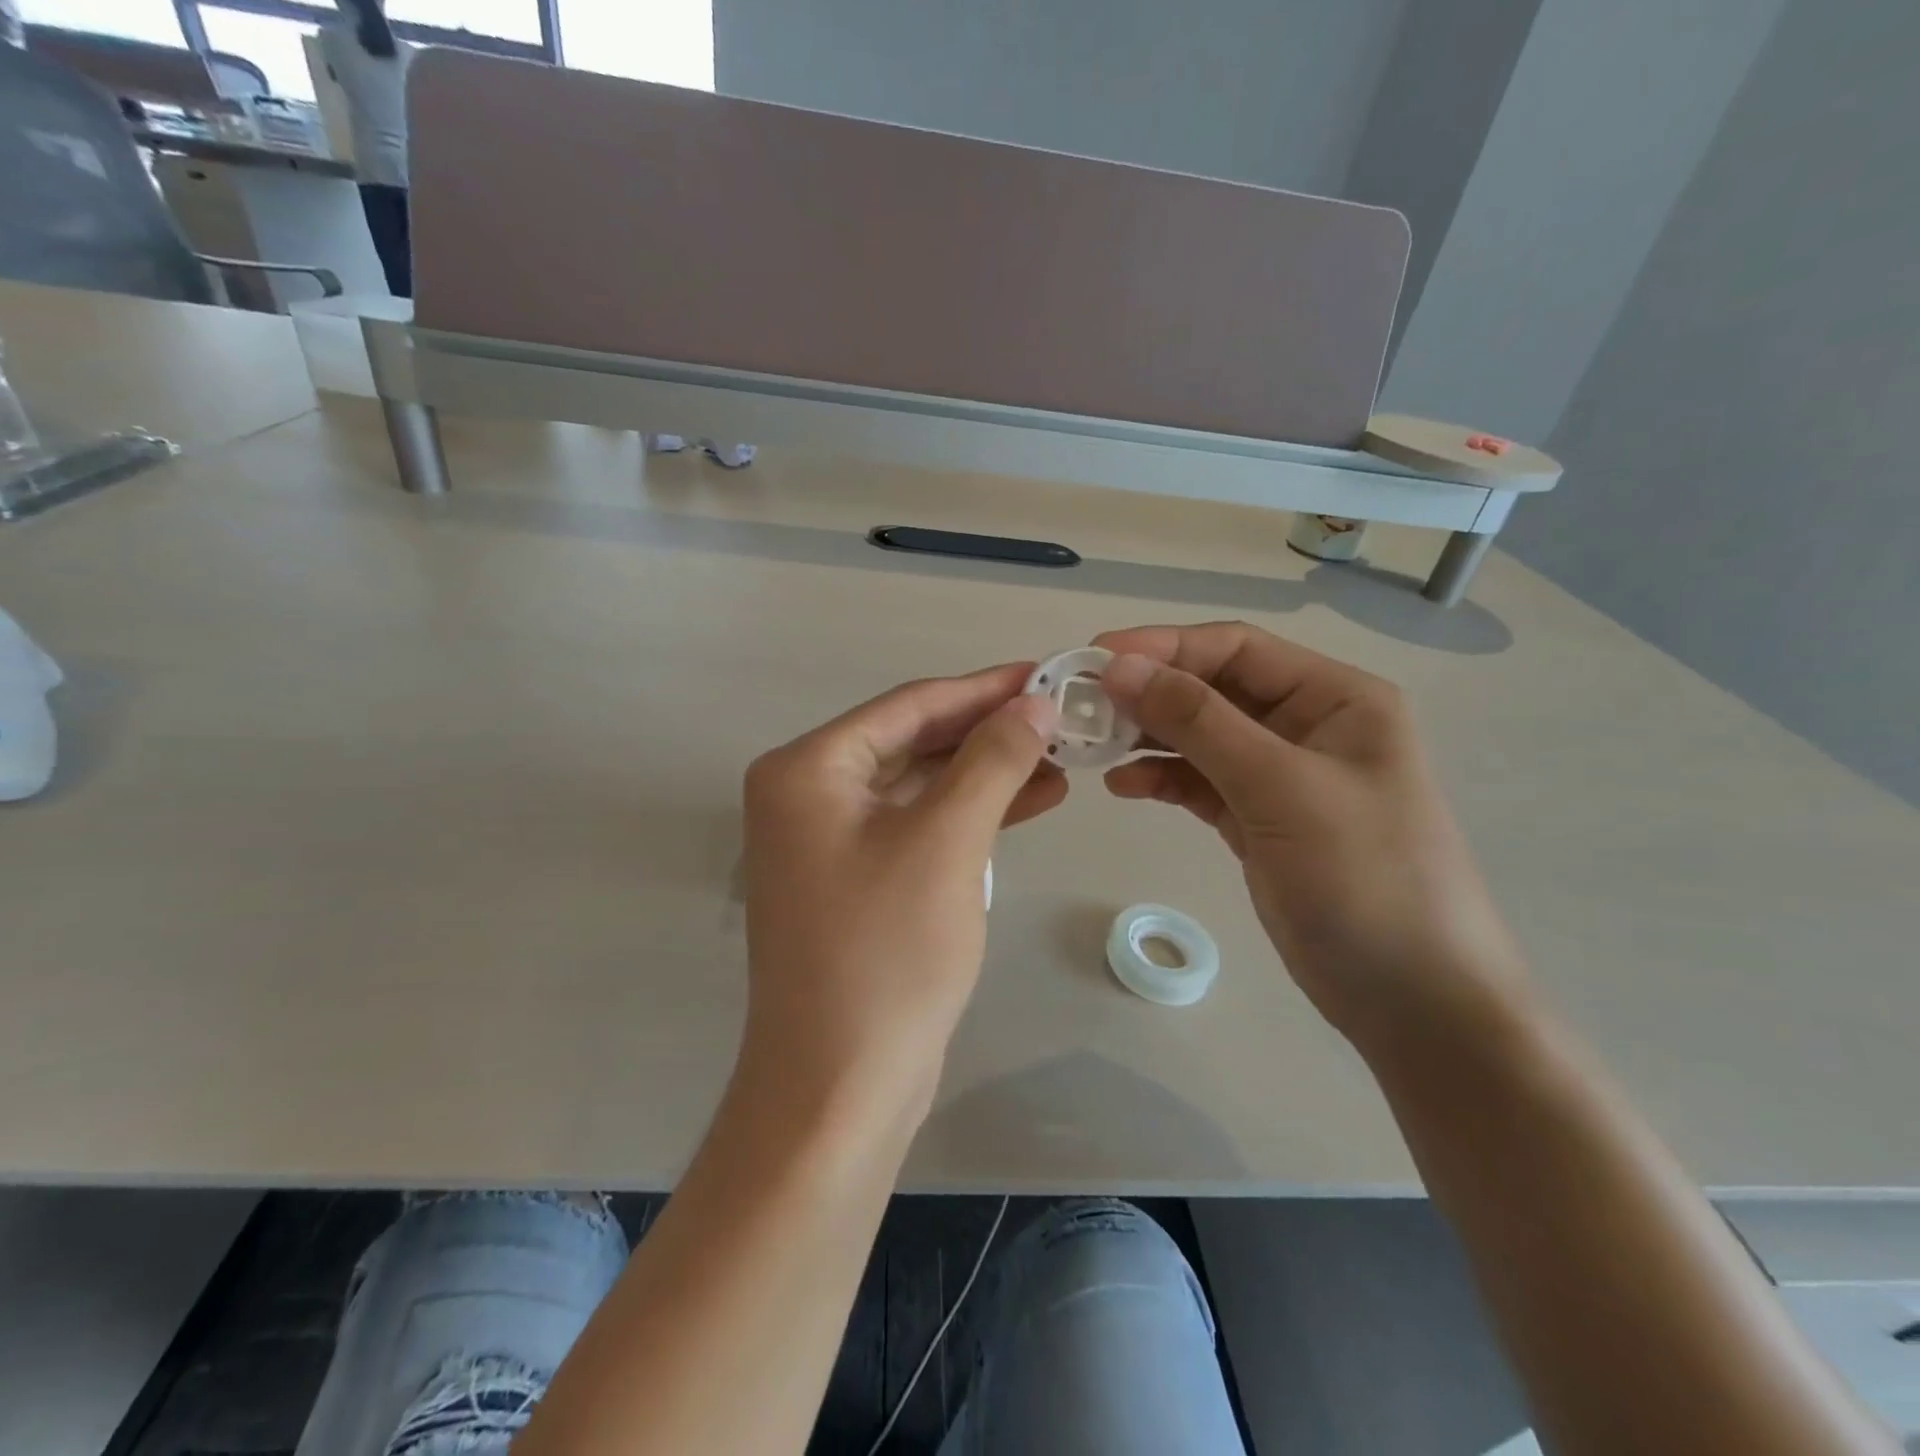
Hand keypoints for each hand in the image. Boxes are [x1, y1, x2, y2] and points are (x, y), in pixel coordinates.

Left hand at [740, 664, 1062, 1119]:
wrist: (840, 1087)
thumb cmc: (887, 953)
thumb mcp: (947, 842)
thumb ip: (992, 760)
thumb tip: (1036, 703)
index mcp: (807, 769)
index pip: (909, 706)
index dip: (983, 688)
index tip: (1047, 673)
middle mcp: (807, 795)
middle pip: (913, 741)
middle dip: (989, 732)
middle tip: (1063, 717)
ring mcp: (829, 841)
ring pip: (921, 785)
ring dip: (988, 773)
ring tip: (1062, 759)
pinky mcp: (857, 879)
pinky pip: (920, 826)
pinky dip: (971, 814)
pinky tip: (1031, 800)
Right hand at [1095, 622, 1523, 1043]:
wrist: (1412, 999)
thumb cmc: (1364, 876)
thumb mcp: (1280, 786)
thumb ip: (1198, 721)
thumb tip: (1118, 668)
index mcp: (1335, 697)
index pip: (1235, 648)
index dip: (1163, 647)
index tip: (1093, 659)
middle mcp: (1307, 724)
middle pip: (1212, 688)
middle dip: (1148, 692)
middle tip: (1079, 704)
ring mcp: (1279, 774)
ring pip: (1199, 736)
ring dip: (1146, 736)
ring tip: (1091, 746)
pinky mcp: (1257, 819)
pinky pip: (1198, 782)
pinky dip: (1160, 778)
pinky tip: (1121, 786)